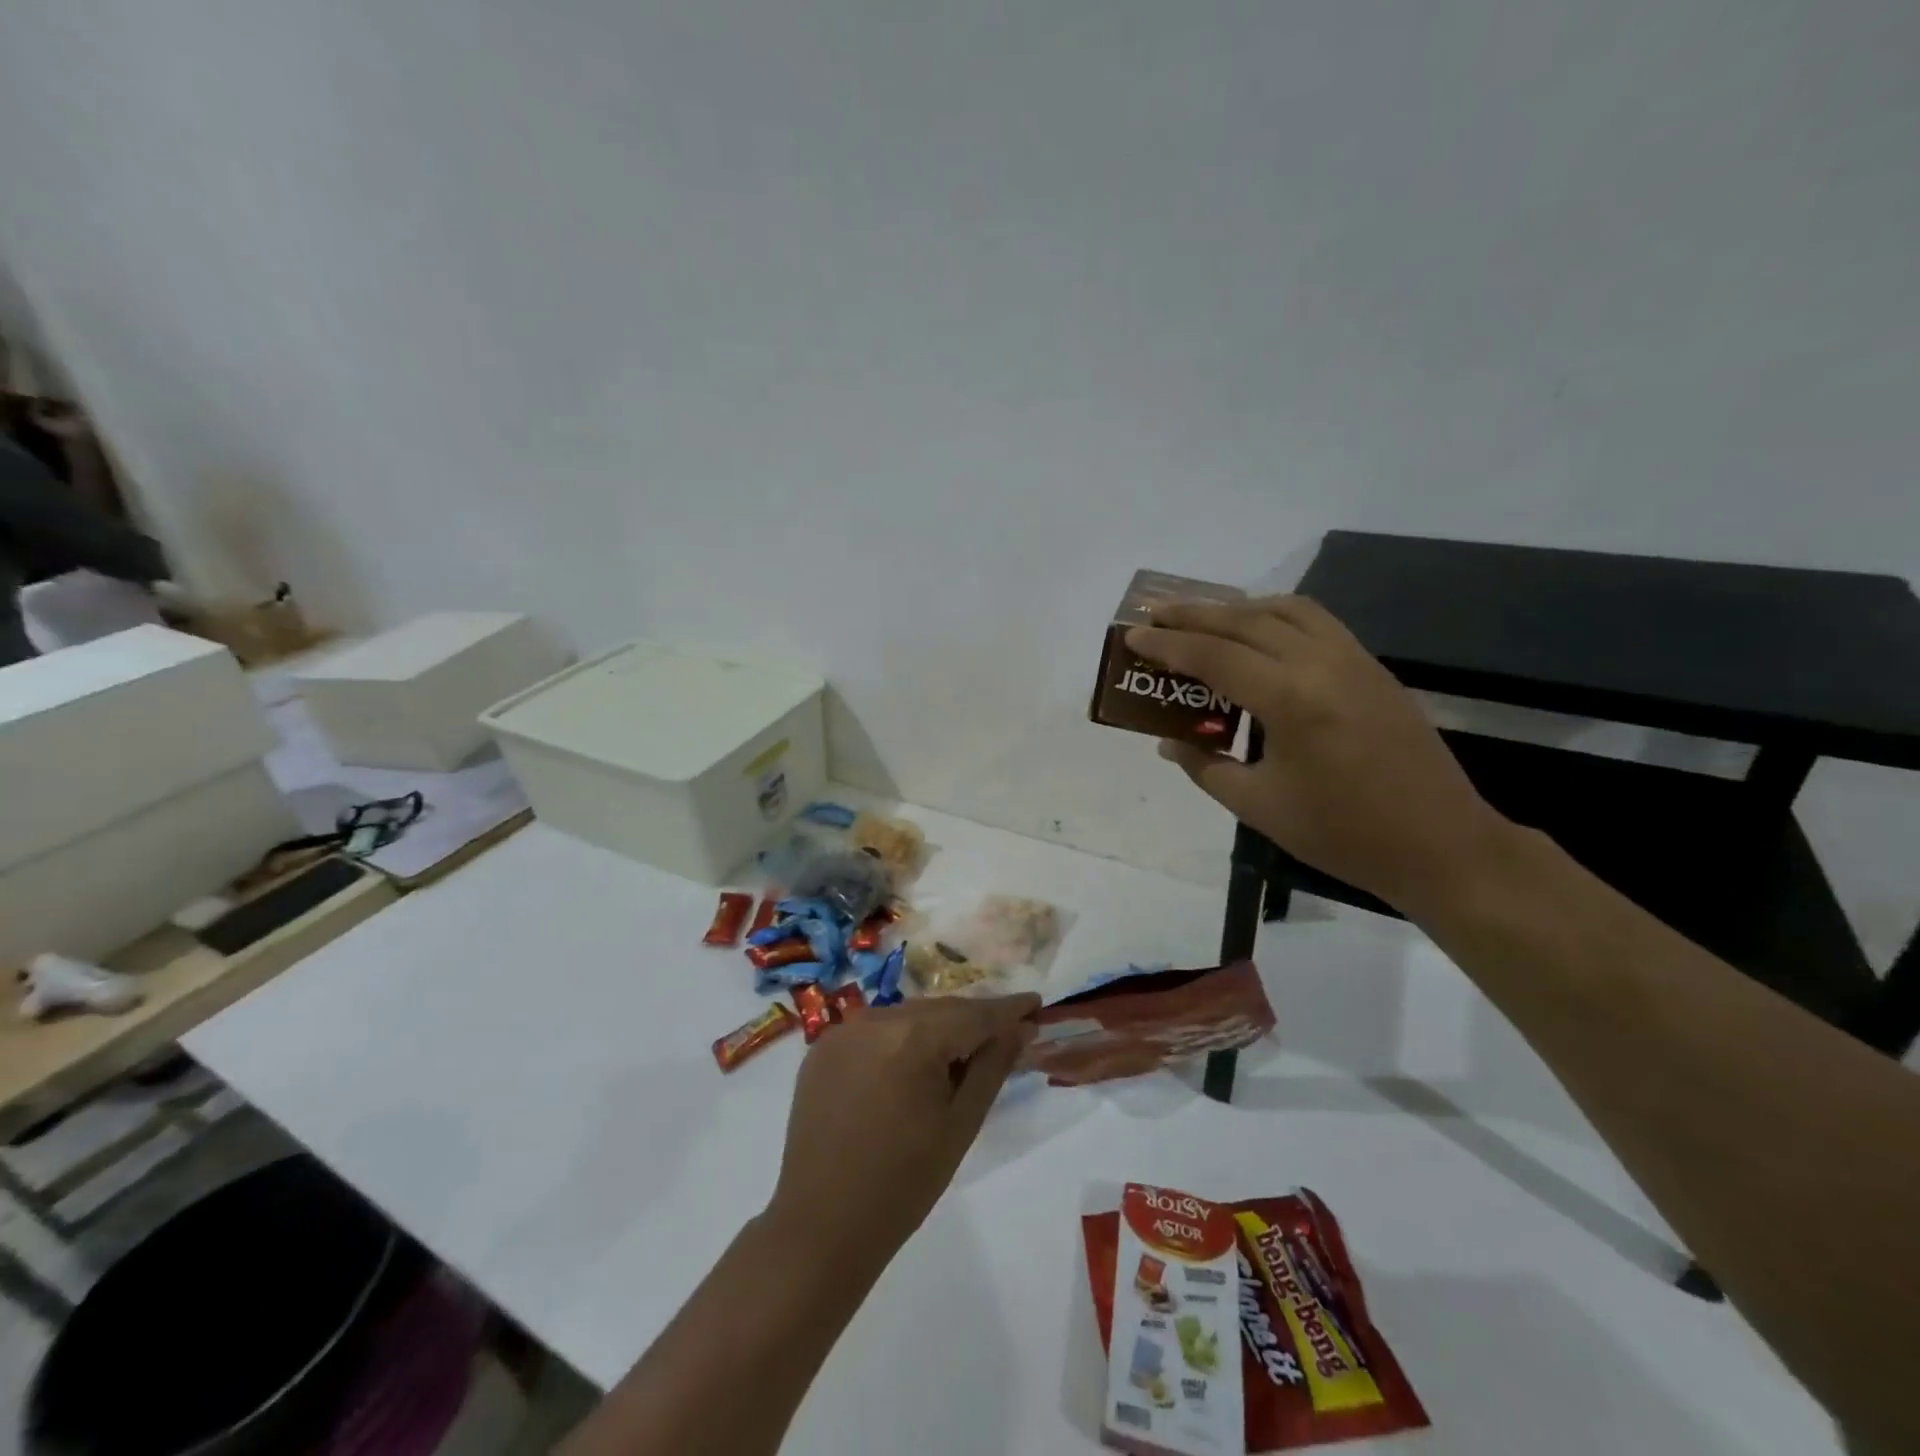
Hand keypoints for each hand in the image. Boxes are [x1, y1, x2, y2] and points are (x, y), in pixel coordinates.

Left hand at [765, 994, 1039, 1268]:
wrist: (822, 1226)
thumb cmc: (903, 1183)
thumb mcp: (960, 1124)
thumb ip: (992, 1067)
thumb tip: (1020, 1027)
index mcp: (912, 1037)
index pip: (973, 1014)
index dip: (1008, 1009)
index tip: (1036, 1002)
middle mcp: (875, 1019)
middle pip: (939, 1010)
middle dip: (973, 1020)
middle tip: (1008, 1031)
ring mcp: (843, 1031)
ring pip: (907, 1017)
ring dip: (937, 1029)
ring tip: (963, 1052)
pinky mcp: (823, 1048)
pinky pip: (875, 1031)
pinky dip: (901, 1040)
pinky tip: (914, 1065)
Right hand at [1127, 594, 1513, 913]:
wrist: (1440, 844)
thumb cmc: (1341, 834)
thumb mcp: (1257, 806)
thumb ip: (1205, 767)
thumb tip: (1168, 742)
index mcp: (1290, 700)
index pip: (1215, 657)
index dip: (1169, 645)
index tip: (1134, 635)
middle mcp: (1322, 664)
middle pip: (1247, 621)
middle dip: (1195, 614)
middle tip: (1155, 614)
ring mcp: (1354, 660)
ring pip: (1286, 610)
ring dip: (1238, 608)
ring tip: (1203, 618)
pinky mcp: (1373, 668)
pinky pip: (1317, 622)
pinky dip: (1277, 615)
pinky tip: (1260, 633)